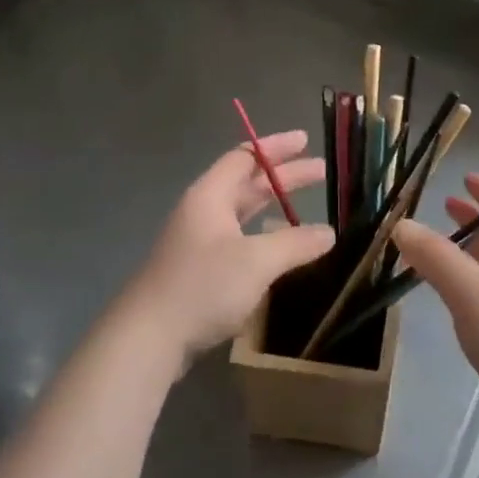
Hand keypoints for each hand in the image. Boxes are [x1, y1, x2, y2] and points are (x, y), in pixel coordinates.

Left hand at [123, 131, 334, 361]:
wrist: (149, 337)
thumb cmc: (202, 286)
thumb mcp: (256, 261)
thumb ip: (295, 243)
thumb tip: (329, 233)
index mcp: (211, 196)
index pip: (245, 157)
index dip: (276, 147)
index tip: (305, 140)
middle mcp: (204, 212)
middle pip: (248, 184)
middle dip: (285, 178)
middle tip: (322, 172)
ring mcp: (200, 243)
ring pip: (244, 215)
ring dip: (275, 209)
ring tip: (308, 211)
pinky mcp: (201, 271)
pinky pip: (240, 242)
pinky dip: (265, 238)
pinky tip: (283, 251)